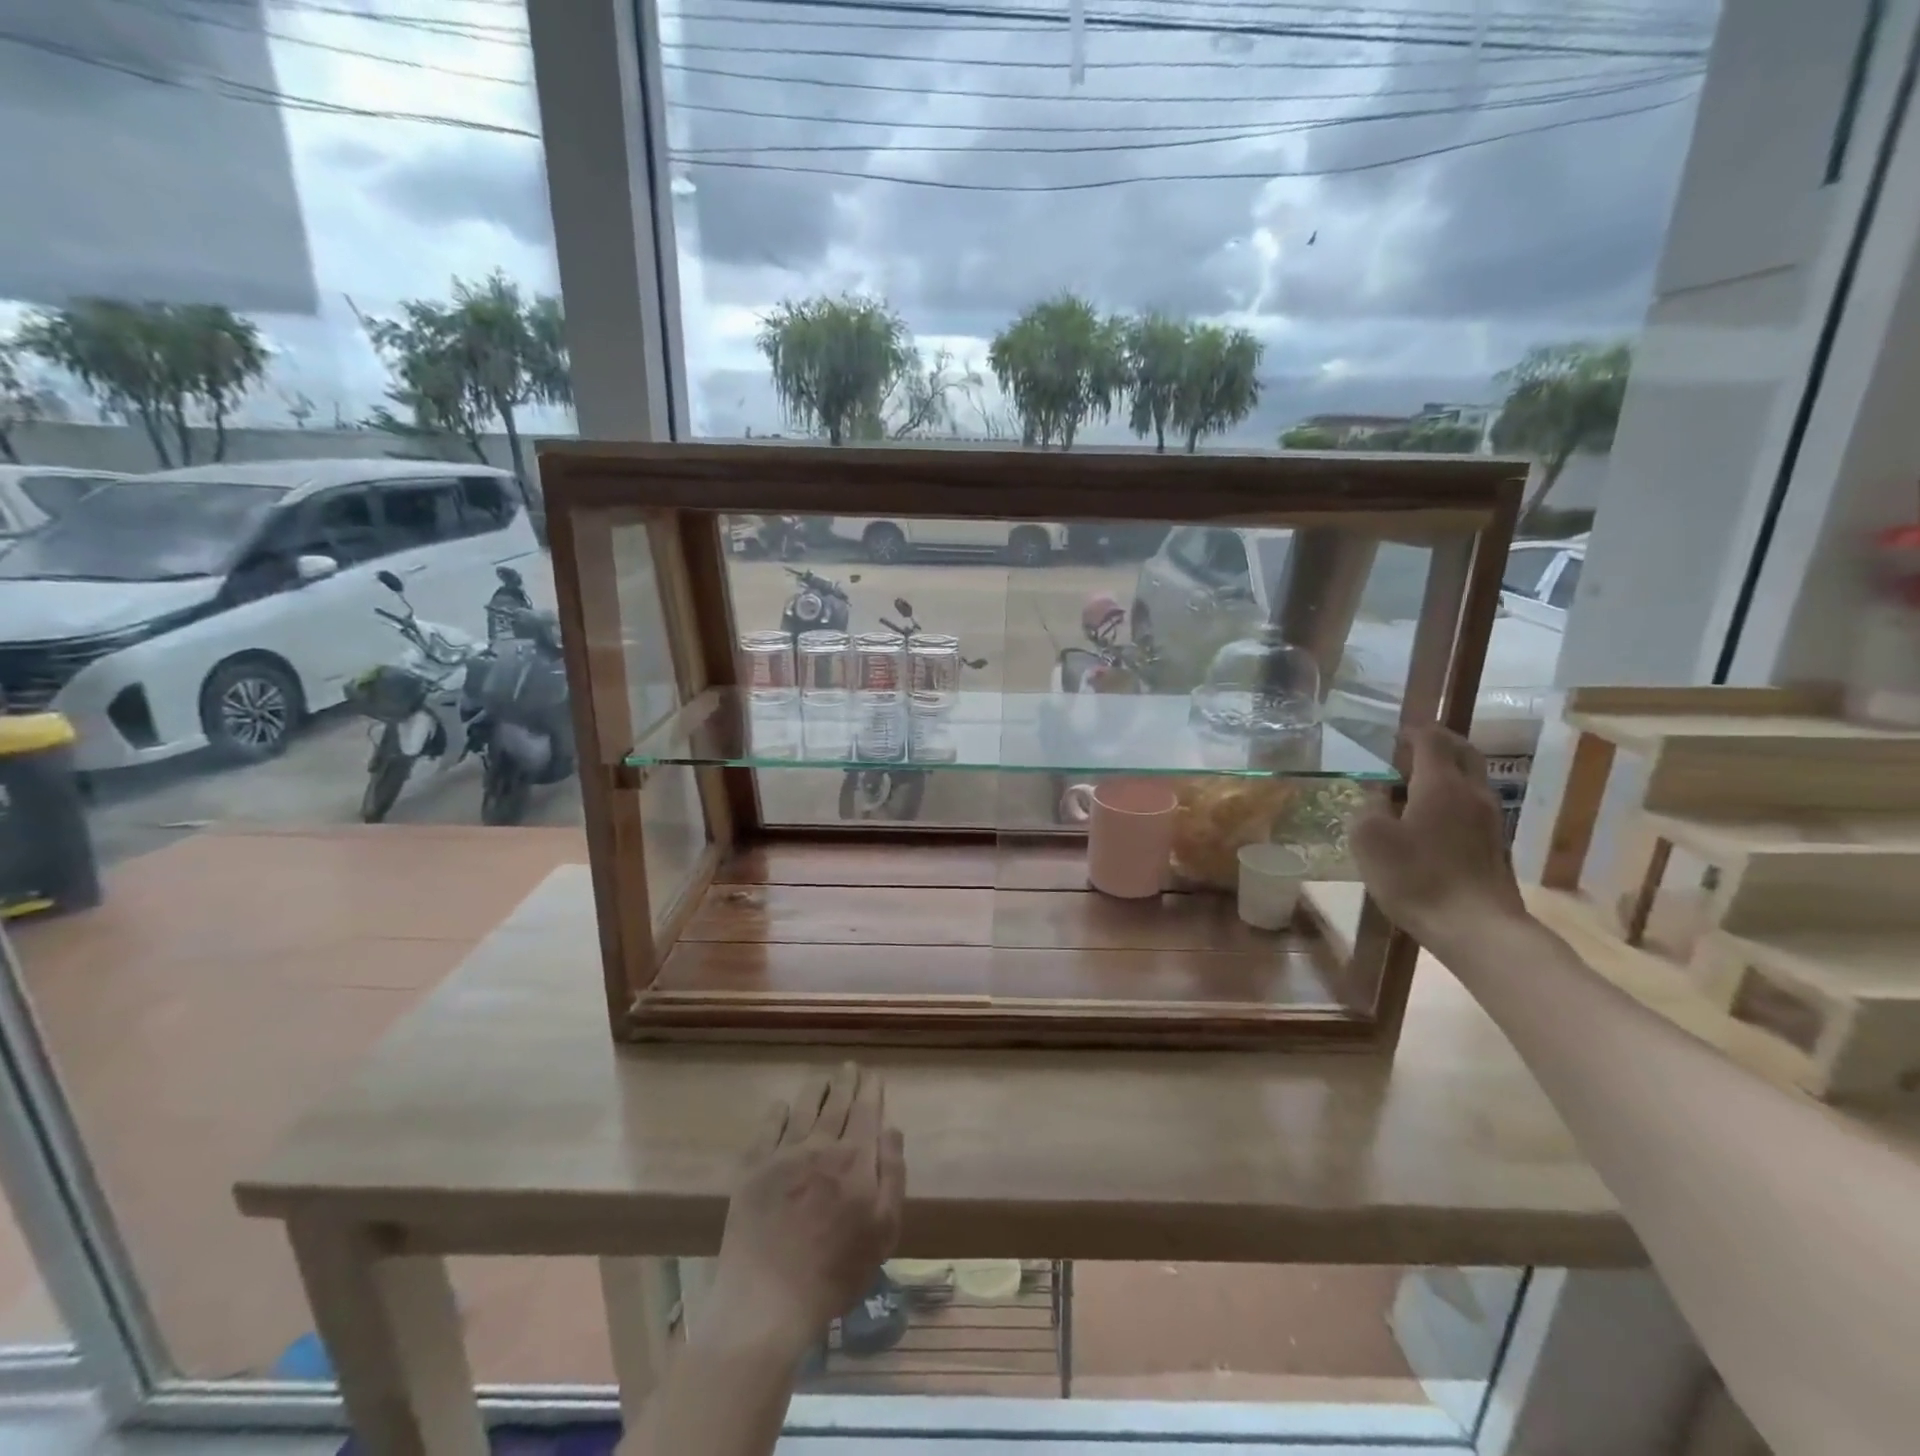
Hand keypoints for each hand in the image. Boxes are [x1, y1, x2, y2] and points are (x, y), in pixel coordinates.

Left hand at [702, 1064, 905, 1358]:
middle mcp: (820, 1145)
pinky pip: (767, 1128)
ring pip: (803, 1108)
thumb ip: (892, 1174)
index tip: (873, 1075)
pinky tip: (781, 1106)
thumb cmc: (836, 1272)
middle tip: (849, 1067)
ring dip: (815, 1089)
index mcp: (855, 1158)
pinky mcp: (752, 1170)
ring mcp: (783, 1154)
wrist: (769, 1301)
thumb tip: (891, 1127)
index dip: (871, 1089)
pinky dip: (777, 1112)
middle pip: (836, 1102)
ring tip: (822, 1078)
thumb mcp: (883, 1230)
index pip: (866, 1110)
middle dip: (846, 1082)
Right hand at [1352, 725, 1526, 950]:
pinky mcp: (1494, 844)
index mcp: (1440, 784)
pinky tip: (1430, 817)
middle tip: (1412, 747)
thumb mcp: (1370, 840)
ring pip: (1471, 779)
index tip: (1392, 734)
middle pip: (1463, 752)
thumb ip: (1368, 807)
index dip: (1412, 731)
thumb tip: (1376, 794)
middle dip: (1439, 743)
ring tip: (1415, 783)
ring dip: (1447, 771)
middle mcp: (1471, 793)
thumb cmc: (1416, 877)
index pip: (1431, 740)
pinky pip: (1472, 804)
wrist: (1476, 927)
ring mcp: (1489, 819)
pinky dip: (1452, 797)